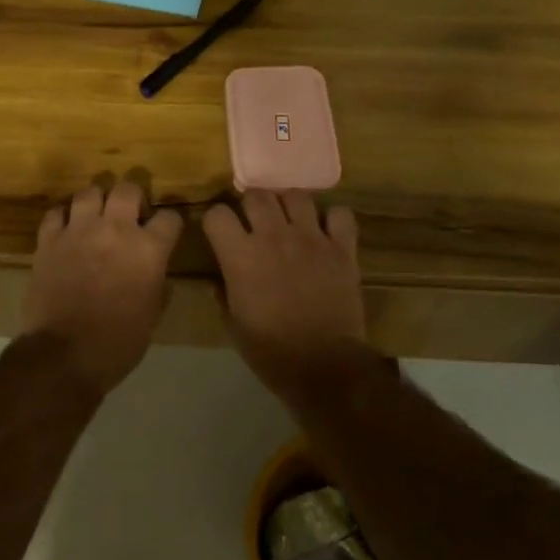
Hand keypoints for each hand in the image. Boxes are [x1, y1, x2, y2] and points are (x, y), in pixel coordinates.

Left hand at [22, 180, 182, 394]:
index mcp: (149, 249)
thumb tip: (155, 270)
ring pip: (90, 192)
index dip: (170, 224)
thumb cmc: (118, 342)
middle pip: (128, 189)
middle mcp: (116, 229)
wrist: (64, 355)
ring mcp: (79, 231)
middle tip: (130, 214)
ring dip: (97, 201)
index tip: (166, 232)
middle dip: (134, 197)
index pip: (170, 218)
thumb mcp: (152, 314)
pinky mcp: (49, 240)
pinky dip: (65, 217)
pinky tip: (68, 229)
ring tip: (97, 216)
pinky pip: (56, 212)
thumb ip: (156, 282)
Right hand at [203, 191, 368, 399]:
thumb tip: (220, 278)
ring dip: (289, 206)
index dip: (216, 222)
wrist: (323, 365)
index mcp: (240, 256)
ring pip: (297, 195)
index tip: (221, 234)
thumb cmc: (270, 350)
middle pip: (257, 194)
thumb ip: (223, 292)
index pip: (217, 214)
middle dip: (252, 206)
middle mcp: (273, 236)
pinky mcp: (342, 248)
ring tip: (290, 223)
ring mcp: (311, 238)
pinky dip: (333, 219)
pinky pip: (339, 214)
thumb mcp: (233, 324)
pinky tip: (327, 233)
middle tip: (256, 224)